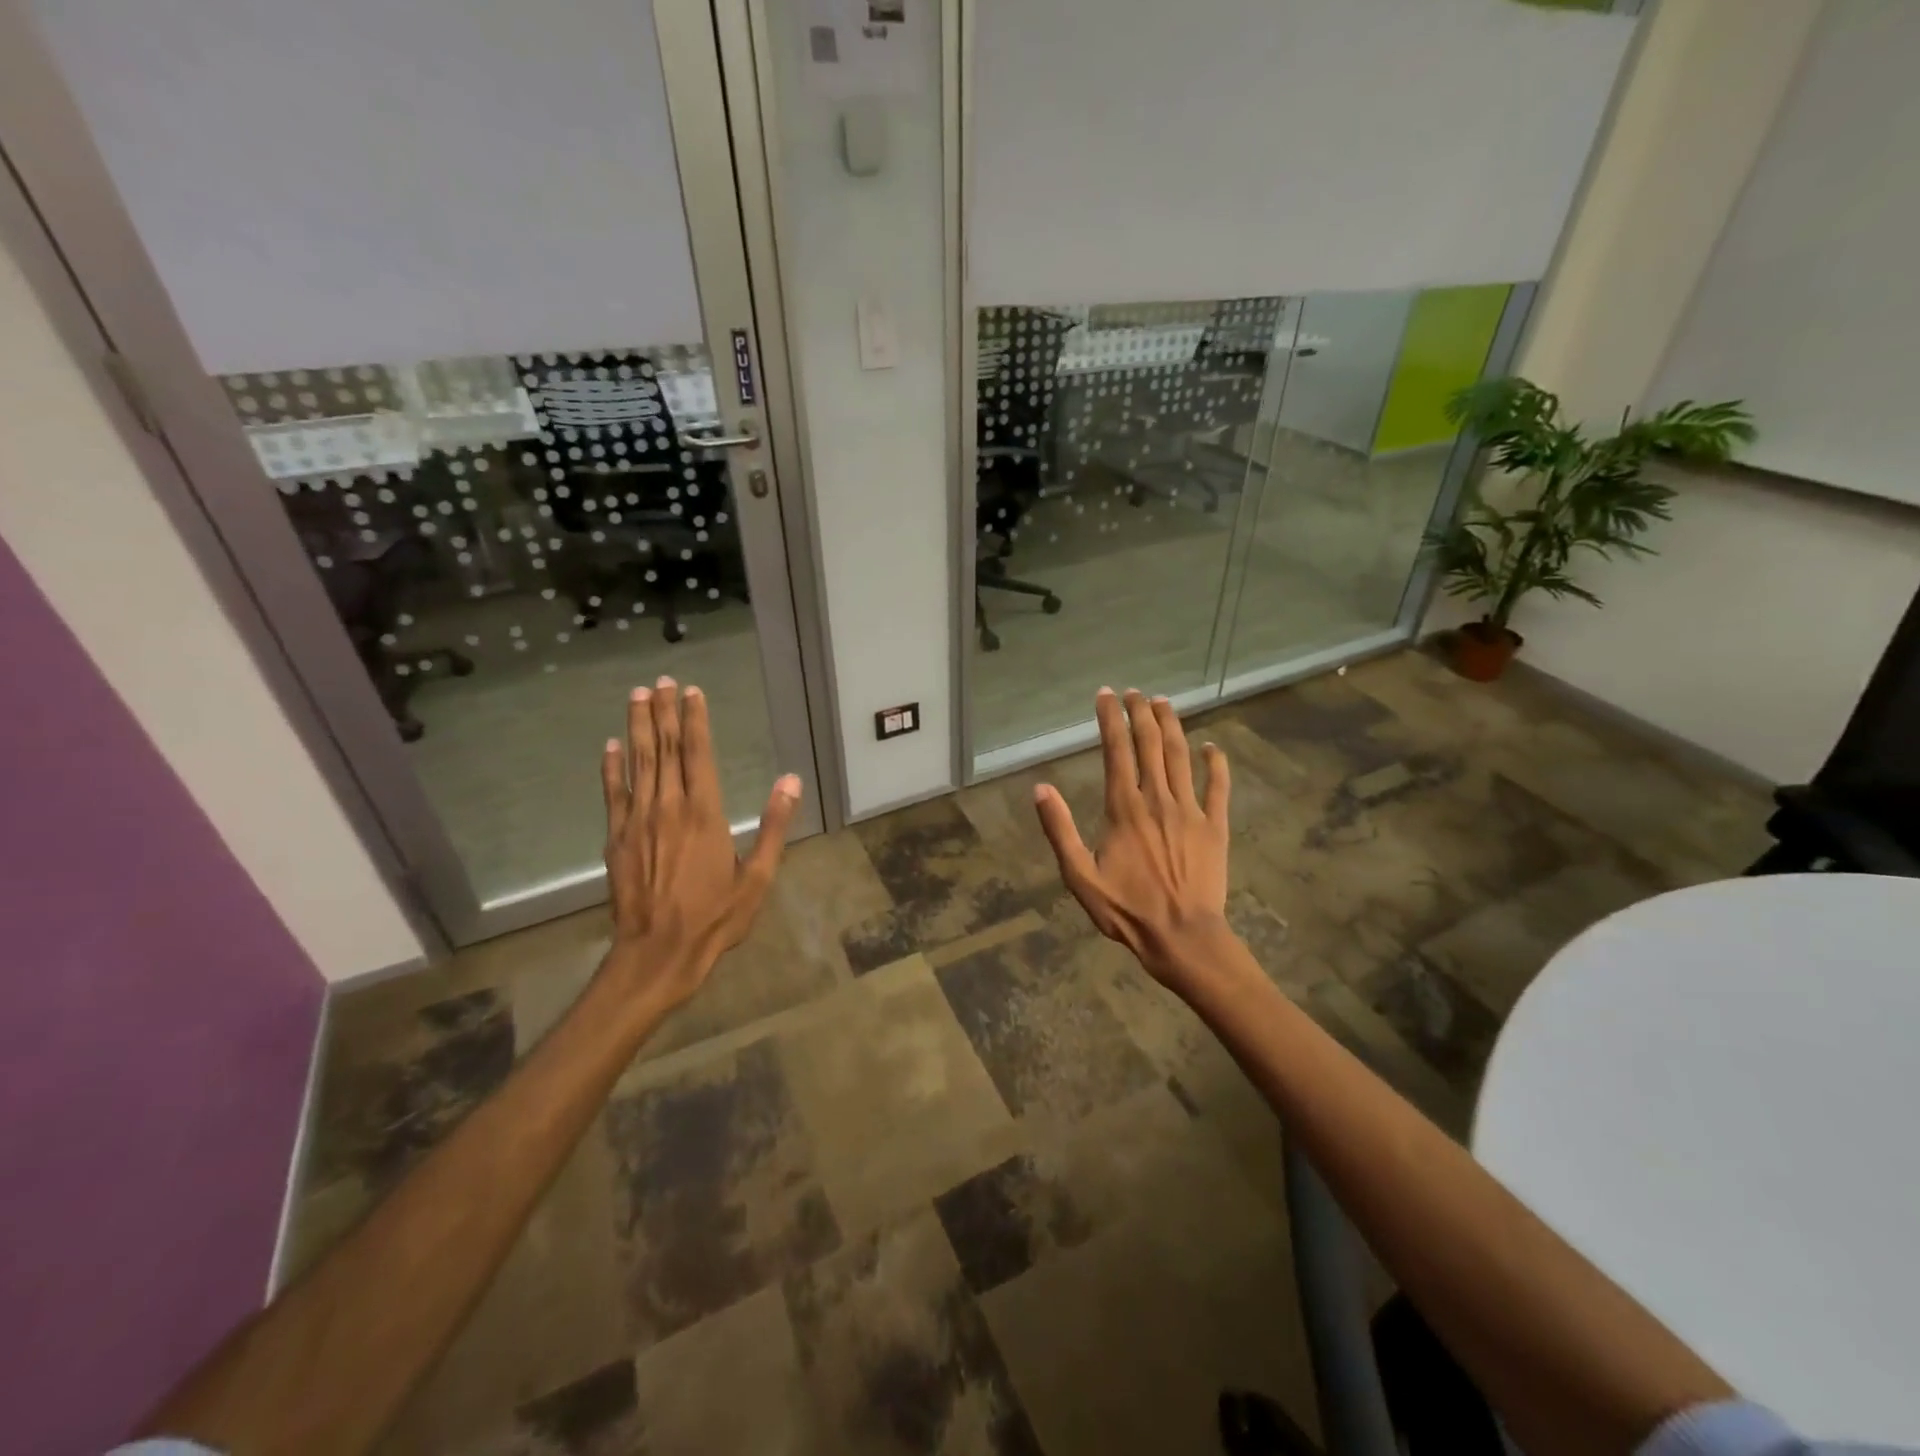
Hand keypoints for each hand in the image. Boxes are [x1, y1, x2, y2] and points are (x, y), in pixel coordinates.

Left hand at [600, 676, 800, 1008]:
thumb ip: (773, 825)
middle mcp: (668, 806)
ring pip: (638, 762)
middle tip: (662, 681)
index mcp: (704, 813)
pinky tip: (610, 746)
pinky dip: (611, 768)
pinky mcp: (616, 838)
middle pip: (664, 749)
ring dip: (636, 726)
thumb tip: (791, 780)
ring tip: (637, 695)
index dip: (695, 720)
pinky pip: (613, 793)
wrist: (658, 953)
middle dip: (663, 712)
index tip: (692, 692)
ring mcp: (637, 820)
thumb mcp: (758, 876)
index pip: (698, 754)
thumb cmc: (716, 917)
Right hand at [1033, 687, 1233, 989]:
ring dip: (1172, 726)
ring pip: (1181, 756)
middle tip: (1134, 692)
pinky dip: (1216, 763)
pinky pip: (1218, 787)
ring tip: (1163, 702)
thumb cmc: (1126, 910)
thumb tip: (1040, 789)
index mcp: (1124, 809)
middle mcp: (1157, 799)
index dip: (1110, 719)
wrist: (1182, 937)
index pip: (1116, 751)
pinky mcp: (1215, 826)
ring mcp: (1190, 811)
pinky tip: (1211, 746)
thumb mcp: (1079, 876)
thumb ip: (1060, 830)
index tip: (1105, 695)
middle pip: (1150, 745)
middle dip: (1140, 713)